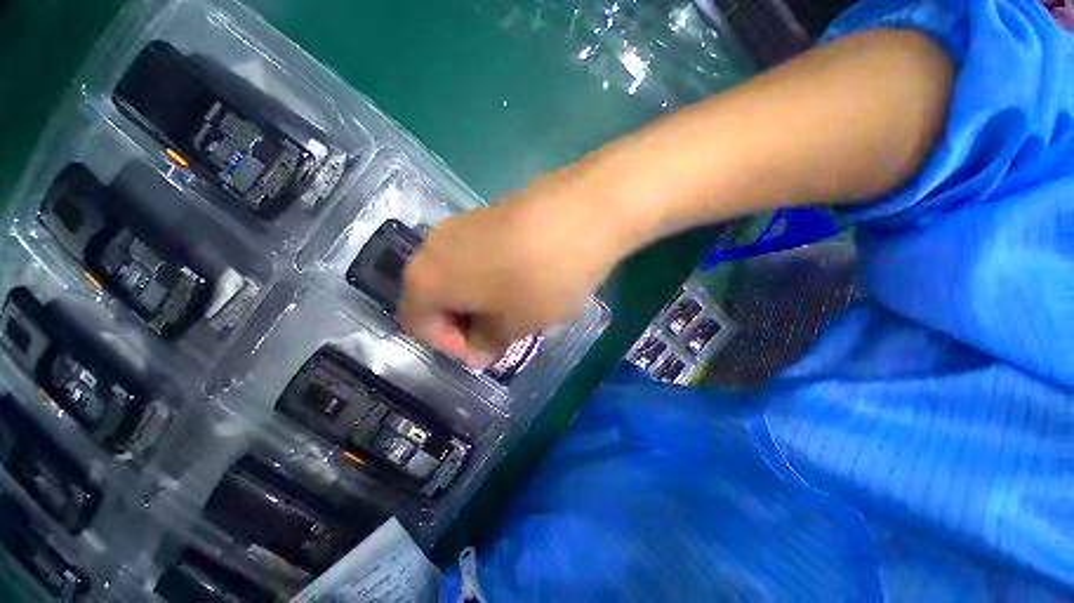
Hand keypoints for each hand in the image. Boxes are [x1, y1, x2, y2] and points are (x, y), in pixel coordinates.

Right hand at [397, 167, 623, 366]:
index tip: (480, 350)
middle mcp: (432, 246)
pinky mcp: (485, 212)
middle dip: (462, 321)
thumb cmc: (541, 278)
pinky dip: (487, 275)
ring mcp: (459, 223)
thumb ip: (486, 343)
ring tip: (512, 308)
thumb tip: (476, 351)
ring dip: (476, 299)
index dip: (446, 343)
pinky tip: (519, 279)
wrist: (581, 213)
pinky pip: (473, 254)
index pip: (416, 322)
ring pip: (456, 274)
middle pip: (433, 296)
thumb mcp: (514, 324)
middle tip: (497, 333)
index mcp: (427, 278)